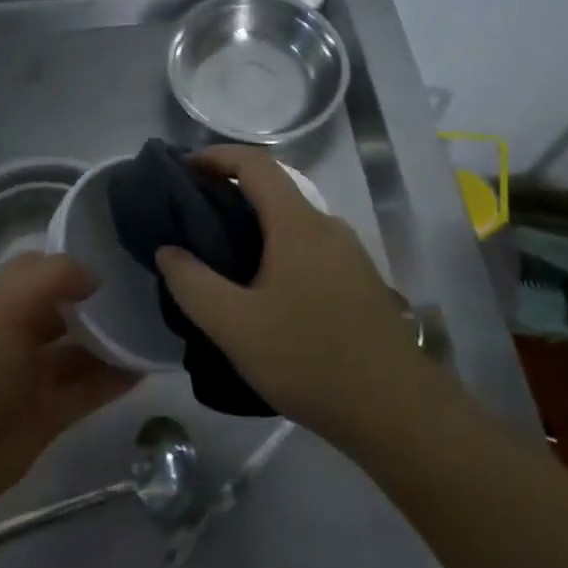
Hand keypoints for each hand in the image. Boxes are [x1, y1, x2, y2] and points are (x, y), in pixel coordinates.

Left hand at [0, 253, 135, 532]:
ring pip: (78, 353)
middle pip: (62, 313)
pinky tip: (145, 366)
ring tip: (153, 328)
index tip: (115, 257)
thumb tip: (94, 276)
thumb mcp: (6, 304)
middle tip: (145, 292)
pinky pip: (87, 390)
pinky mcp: (47, 417)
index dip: (71, 265)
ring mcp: (29, 378)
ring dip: (111, 342)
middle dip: (96, 304)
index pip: (37, 273)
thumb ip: (53, 277)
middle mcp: (12, 336)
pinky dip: (114, 379)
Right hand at [156, 146, 425, 445]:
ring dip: (253, 226)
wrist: (399, 412)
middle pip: (273, 190)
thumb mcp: (235, 326)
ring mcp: (349, 255)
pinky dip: (275, 250)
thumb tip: (168, 250)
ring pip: (291, 223)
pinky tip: (260, 291)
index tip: (183, 169)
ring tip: (218, 258)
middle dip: (228, 194)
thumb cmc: (310, 359)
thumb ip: (192, 284)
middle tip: (190, 220)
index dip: (216, 156)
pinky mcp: (359, 283)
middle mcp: (327, 227)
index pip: (255, 163)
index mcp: (298, 224)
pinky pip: (307, 249)